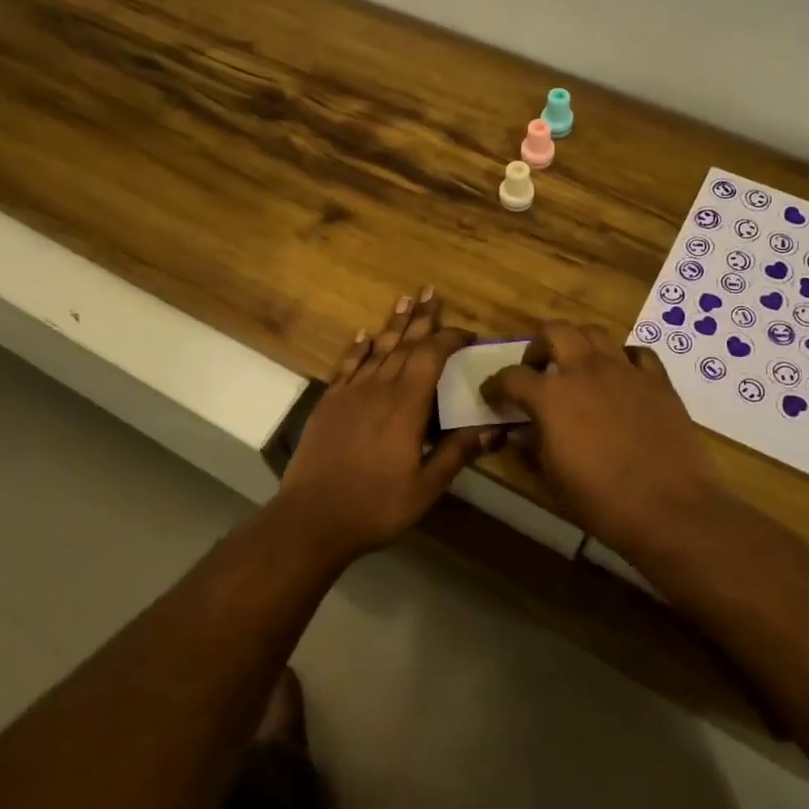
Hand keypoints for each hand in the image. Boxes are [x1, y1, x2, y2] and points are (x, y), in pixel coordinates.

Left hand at [277, 288, 487, 556]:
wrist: (313, 517)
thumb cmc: (376, 505)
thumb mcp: (426, 486)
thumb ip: (457, 452)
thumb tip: (495, 428)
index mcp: (406, 405)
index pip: (431, 357)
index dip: (449, 339)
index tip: (466, 333)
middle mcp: (379, 388)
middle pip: (404, 344)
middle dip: (421, 318)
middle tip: (431, 291)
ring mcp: (350, 393)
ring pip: (377, 349)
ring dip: (393, 324)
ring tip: (404, 300)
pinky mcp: (329, 402)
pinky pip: (347, 365)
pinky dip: (359, 347)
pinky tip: (366, 334)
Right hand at [481, 323, 730, 556]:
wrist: (670, 508)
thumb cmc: (601, 500)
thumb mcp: (552, 478)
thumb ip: (532, 446)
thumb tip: (523, 432)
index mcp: (551, 396)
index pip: (511, 376)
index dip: (496, 385)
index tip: (493, 396)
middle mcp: (585, 370)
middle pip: (554, 331)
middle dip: (538, 346)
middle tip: (538, 370)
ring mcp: (625, 371)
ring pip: (594, 332)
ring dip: (578, 344)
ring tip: (577, 368)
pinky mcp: (658, 380)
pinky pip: (636, 353)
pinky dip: (622, 359)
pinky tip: (620, 378)